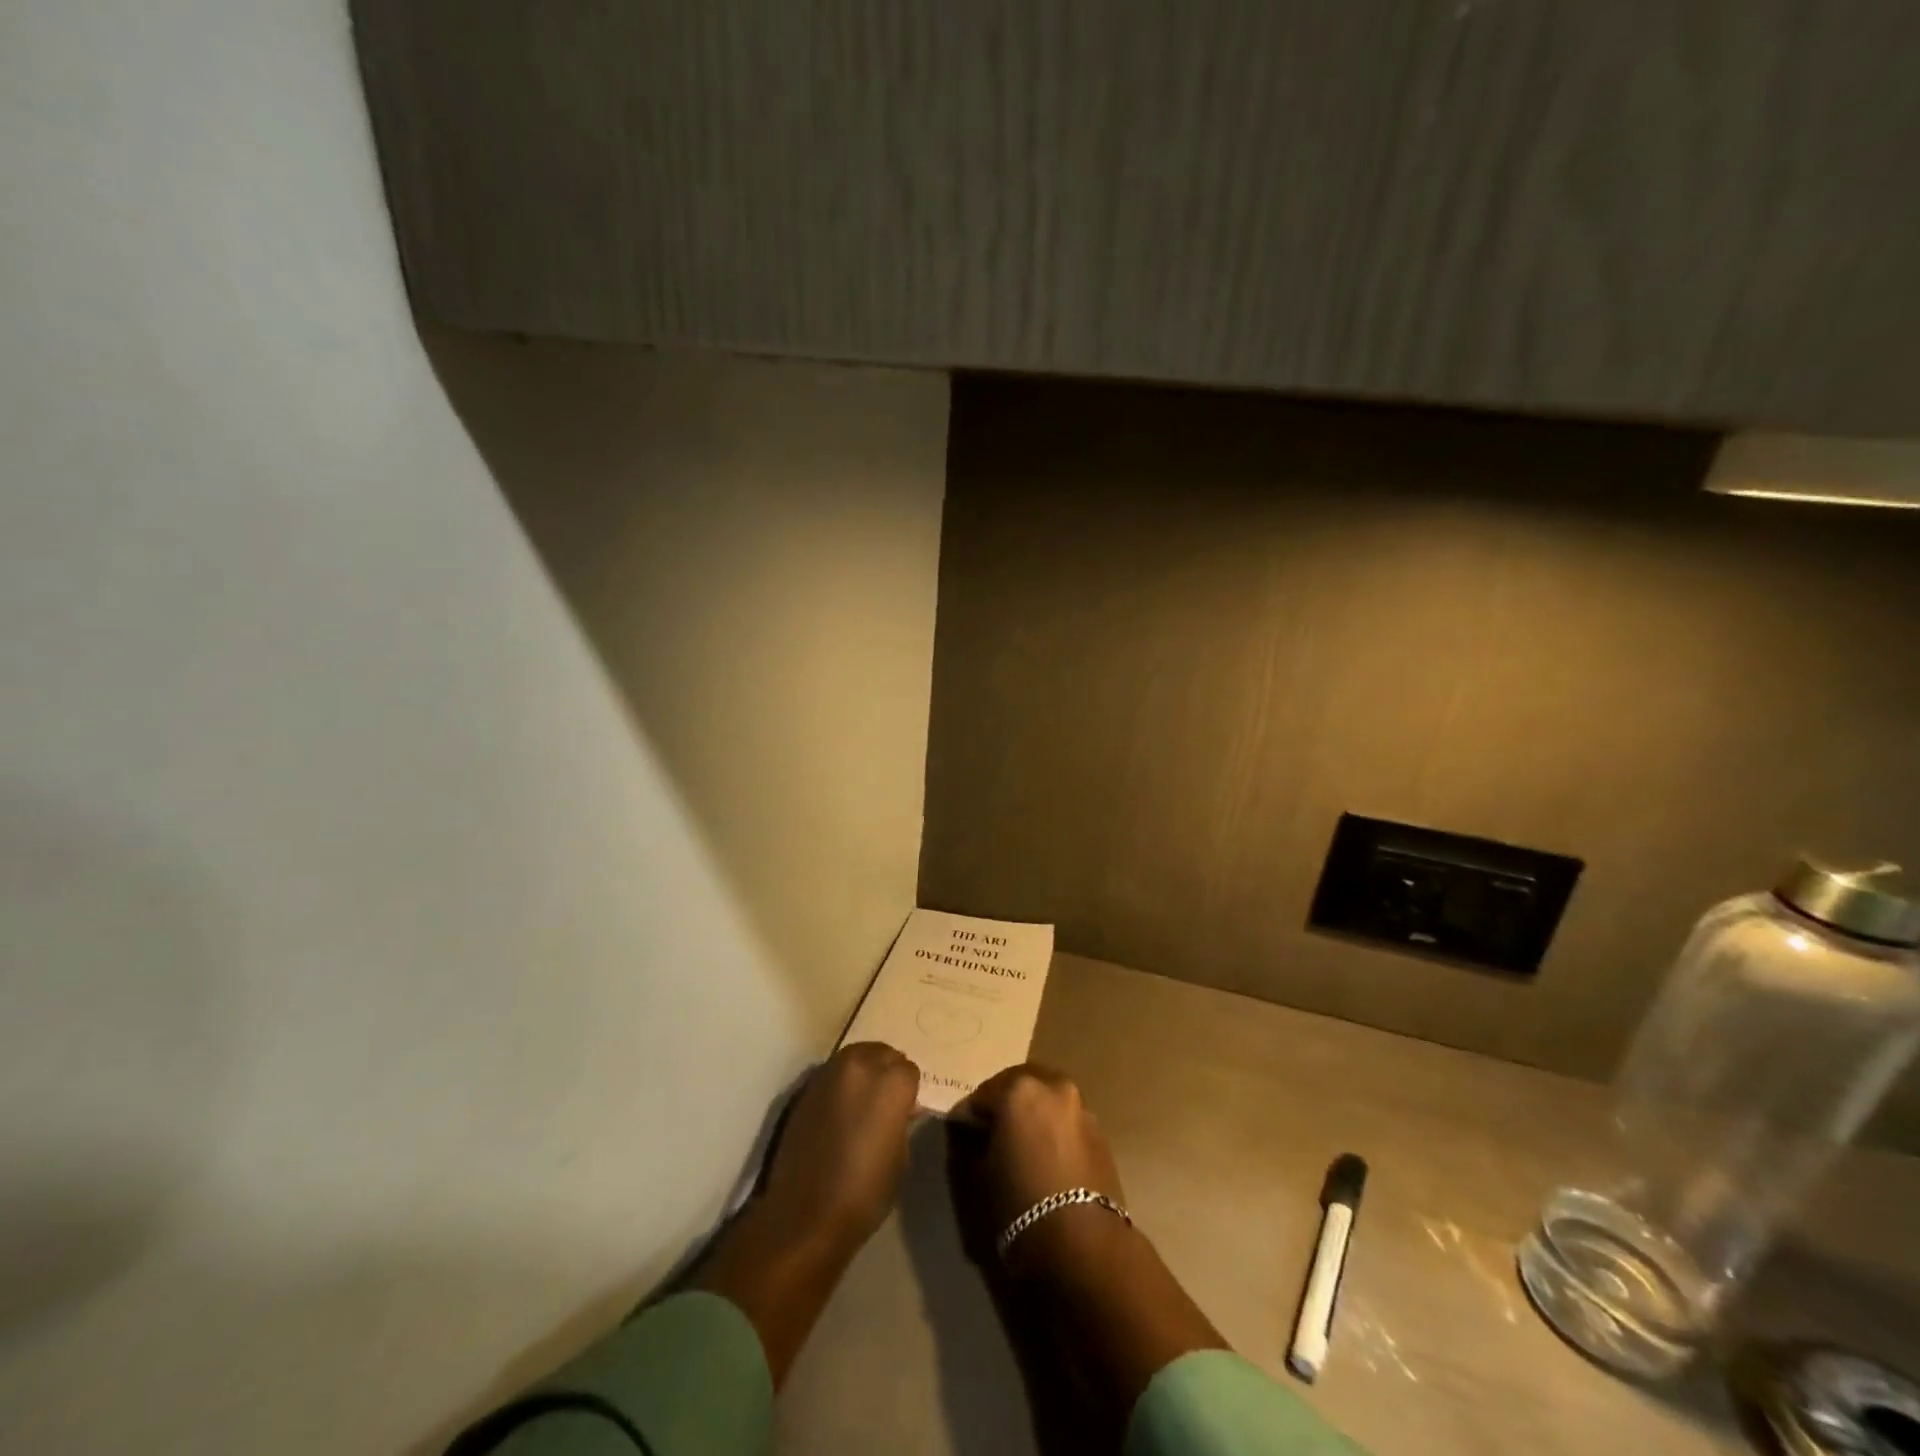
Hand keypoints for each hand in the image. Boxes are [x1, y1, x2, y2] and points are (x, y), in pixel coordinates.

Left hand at [758, 1041, 919, 1250]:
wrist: (805, 1214)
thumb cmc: (864, 1192)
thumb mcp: (900, 1156)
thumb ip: (901, 1119)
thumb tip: (901, 1108)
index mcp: (891, 1083)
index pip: (909, 1069)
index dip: (909, 1091)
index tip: (905, 1109)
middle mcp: (861, 1066)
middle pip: (882, 1053)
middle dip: (887, 1071)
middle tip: (885, 1100)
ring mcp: (830, 1073)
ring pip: (856, 1055)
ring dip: (864, 1070)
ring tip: (862, 1100)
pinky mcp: (807, 1086)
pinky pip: (833, 1072)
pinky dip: (841, 1082)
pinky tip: (840, 1108)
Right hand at [949, 1064, 1125, 1264]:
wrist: (1084, 1244)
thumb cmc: (1019, 1204)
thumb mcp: (975, 1176)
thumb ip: (966, 1143)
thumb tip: (967, 1130)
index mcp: (1019, 1088)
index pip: (981, 1095)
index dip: (969, 1117)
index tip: (963, 1138)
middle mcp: (1054, 1087)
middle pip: (1019, 1087)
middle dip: (1004, 1105)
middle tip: (992, 1137)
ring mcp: (1082, 1108)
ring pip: (1047, 1102)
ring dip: (1032, 1116)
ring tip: (1023, 1150)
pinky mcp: (1100, 1134)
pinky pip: (1067, 1123)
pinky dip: (1054, 1132)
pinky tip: (1047, 1161)